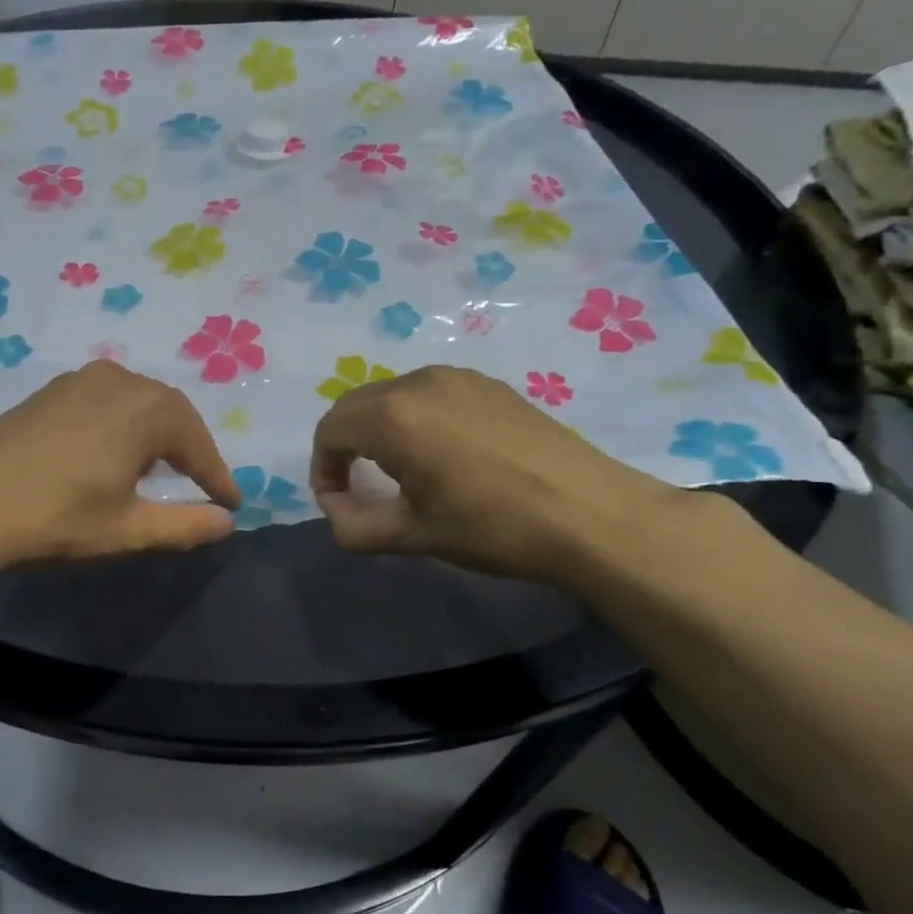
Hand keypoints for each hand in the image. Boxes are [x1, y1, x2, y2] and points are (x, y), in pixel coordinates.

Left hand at [0, 360, 239, 566]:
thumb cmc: (57, 517)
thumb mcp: (128, 529)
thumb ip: (185, 525)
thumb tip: (226, 522)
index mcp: (145, 409)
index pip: (197, 443)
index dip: (217, 476)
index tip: (232, 503)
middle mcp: (118, 380)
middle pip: (170, 413)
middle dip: (190, 449)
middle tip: (202, 484)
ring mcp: (79, 380)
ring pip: (137, 402)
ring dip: (157, 434)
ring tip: (161, 469)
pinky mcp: (50, 390)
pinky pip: (106, 400)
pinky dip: (124, 424)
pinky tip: (114, 451)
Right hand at [309, 364, 682, 583]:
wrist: (590, 514)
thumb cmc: (492, 527)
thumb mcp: (412, 536)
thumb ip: (352, 526)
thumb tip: (334, 508)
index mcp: (392, 417)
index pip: (330, 431)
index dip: (322, 469)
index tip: (340, 503)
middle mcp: (417, 383)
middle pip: (355, 406)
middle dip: (344, 445)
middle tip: (359, 486)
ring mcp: (457, 377)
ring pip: (391, 396)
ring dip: (378, 429)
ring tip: (400, 471)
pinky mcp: (487, 384)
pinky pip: (428, 393)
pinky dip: (413, 418)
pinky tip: (442, 453)